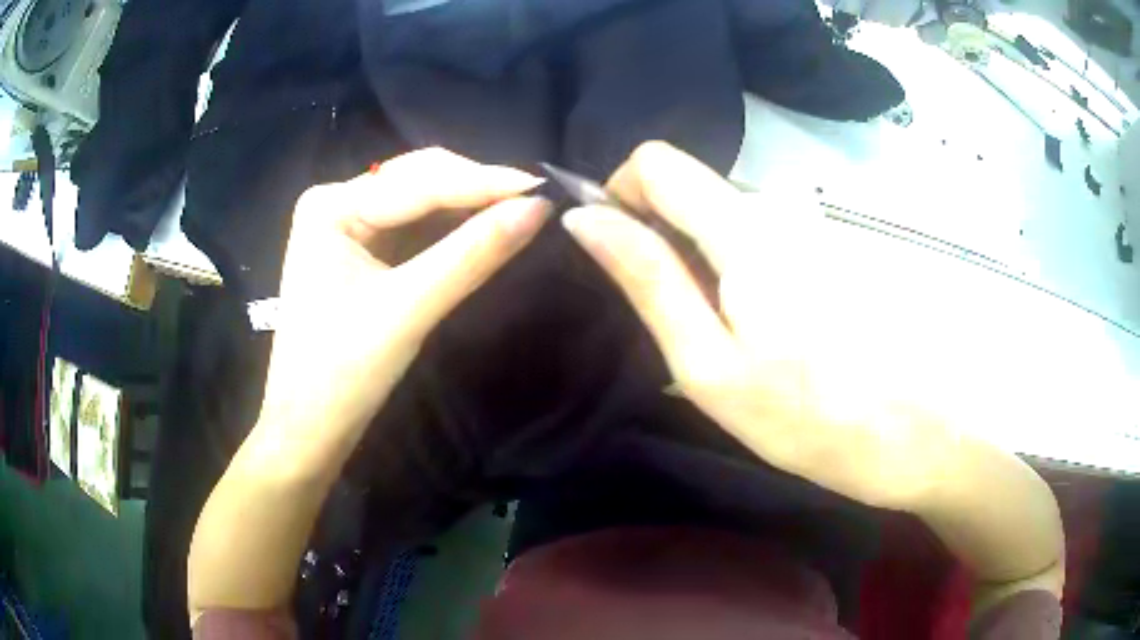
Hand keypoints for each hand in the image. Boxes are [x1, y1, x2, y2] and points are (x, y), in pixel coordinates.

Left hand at [255, 148, 548, 465]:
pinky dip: (452, 228)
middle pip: (418, 180)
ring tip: (520, 210)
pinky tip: (484, 228)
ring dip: (468, 205)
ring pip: (420, 201)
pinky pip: (414, 227)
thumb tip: (539, 208)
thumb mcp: (407, 310)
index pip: (417, 182)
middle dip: (476, 189)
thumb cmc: (343, 375)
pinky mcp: (360, 252)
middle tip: (537, 201)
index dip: (483, 183)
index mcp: (330, 206)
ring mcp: (347, 226)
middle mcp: (335, 203)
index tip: (544, 188)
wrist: (310, 432)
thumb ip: (471, 254)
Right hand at [562, 142, 964, 510]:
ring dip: (705, 271)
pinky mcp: (828, 252)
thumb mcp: (709, 364)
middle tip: (681, 327)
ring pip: (723, 223)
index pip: (656, 160)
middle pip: (690, 193)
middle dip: (664, 245)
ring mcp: (810, 229)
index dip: (621, 195)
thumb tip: (585, 220)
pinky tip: (769, 340)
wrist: (913, 436)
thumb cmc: (809, 417)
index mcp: (744, 230)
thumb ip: (649, 279)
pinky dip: (742, 280)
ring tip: (730, 346)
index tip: (620, 253)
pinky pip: (760, 244)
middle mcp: (779, 210)